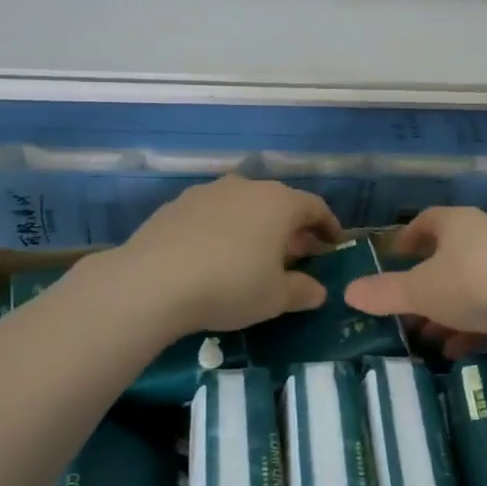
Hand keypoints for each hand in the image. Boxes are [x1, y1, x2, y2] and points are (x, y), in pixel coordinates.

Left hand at [115, 176, 341, 333]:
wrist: (153, 281)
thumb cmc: (230, 286)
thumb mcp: (275, 298)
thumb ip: (302, 291)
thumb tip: (318, 291)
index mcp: (279, 203)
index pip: (315, 207)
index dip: (328, 225)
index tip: (333, 242)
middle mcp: (247, 187)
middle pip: (278, 203)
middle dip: (291, 228)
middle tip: (296, 254)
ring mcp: (208, 192)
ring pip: (243, 205)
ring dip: (255, 226)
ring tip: (254, 254)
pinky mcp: (177, 204)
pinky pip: (212, 214)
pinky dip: (223, 229)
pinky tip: (214, 255)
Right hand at [345, 207, 486, 358]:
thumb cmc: (472, 283)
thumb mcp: (420, 291)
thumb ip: (384, 293)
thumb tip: (348, 292)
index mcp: (457, 224)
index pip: (427, 220)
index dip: (408, 237)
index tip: (394, 254)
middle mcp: (485, 236)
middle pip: (448, 257)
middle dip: (425, 284)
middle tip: (404, 307)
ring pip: (469, 286)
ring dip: (446, 310)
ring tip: (426, 338)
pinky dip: (472, 326)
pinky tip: (457, 351)